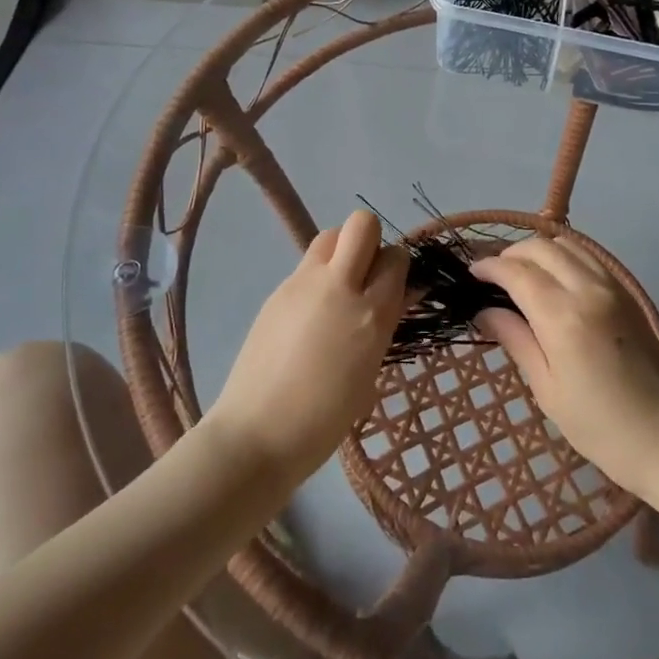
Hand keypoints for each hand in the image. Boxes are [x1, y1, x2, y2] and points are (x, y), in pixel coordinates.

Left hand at [205, 210, 408, 485]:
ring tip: (339, 287)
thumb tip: (400, 294)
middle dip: (371, 241)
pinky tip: (311, 313)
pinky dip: (318, 275)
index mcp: (370, 313)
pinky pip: (307, 264)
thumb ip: (385, 324)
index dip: (397, 268)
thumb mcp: (369, 372)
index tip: (394, 286)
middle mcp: (338, 286)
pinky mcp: (277, 290)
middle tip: (366, 276)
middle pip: (361, 224)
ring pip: (331, 235)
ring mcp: (302, 284)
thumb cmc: (324, 419)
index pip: (396, 258)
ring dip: (342, 250)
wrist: (257, 433)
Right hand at [473, 237, 658, 496]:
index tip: (471, 275)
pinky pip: (589, 257)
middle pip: (541, 248)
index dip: (489, 267)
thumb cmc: (601, 428)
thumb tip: (484, 310)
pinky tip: (554, 279)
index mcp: (563, 317)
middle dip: (510, 254)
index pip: (516, 271)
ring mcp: (613, 287)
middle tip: (493, 277)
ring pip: (567, 245)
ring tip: (521, 274)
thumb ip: (516, 340)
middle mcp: (588, 290)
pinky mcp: (628, 294)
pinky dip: (564, 256)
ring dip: (538, 251)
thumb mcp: (547, 389)